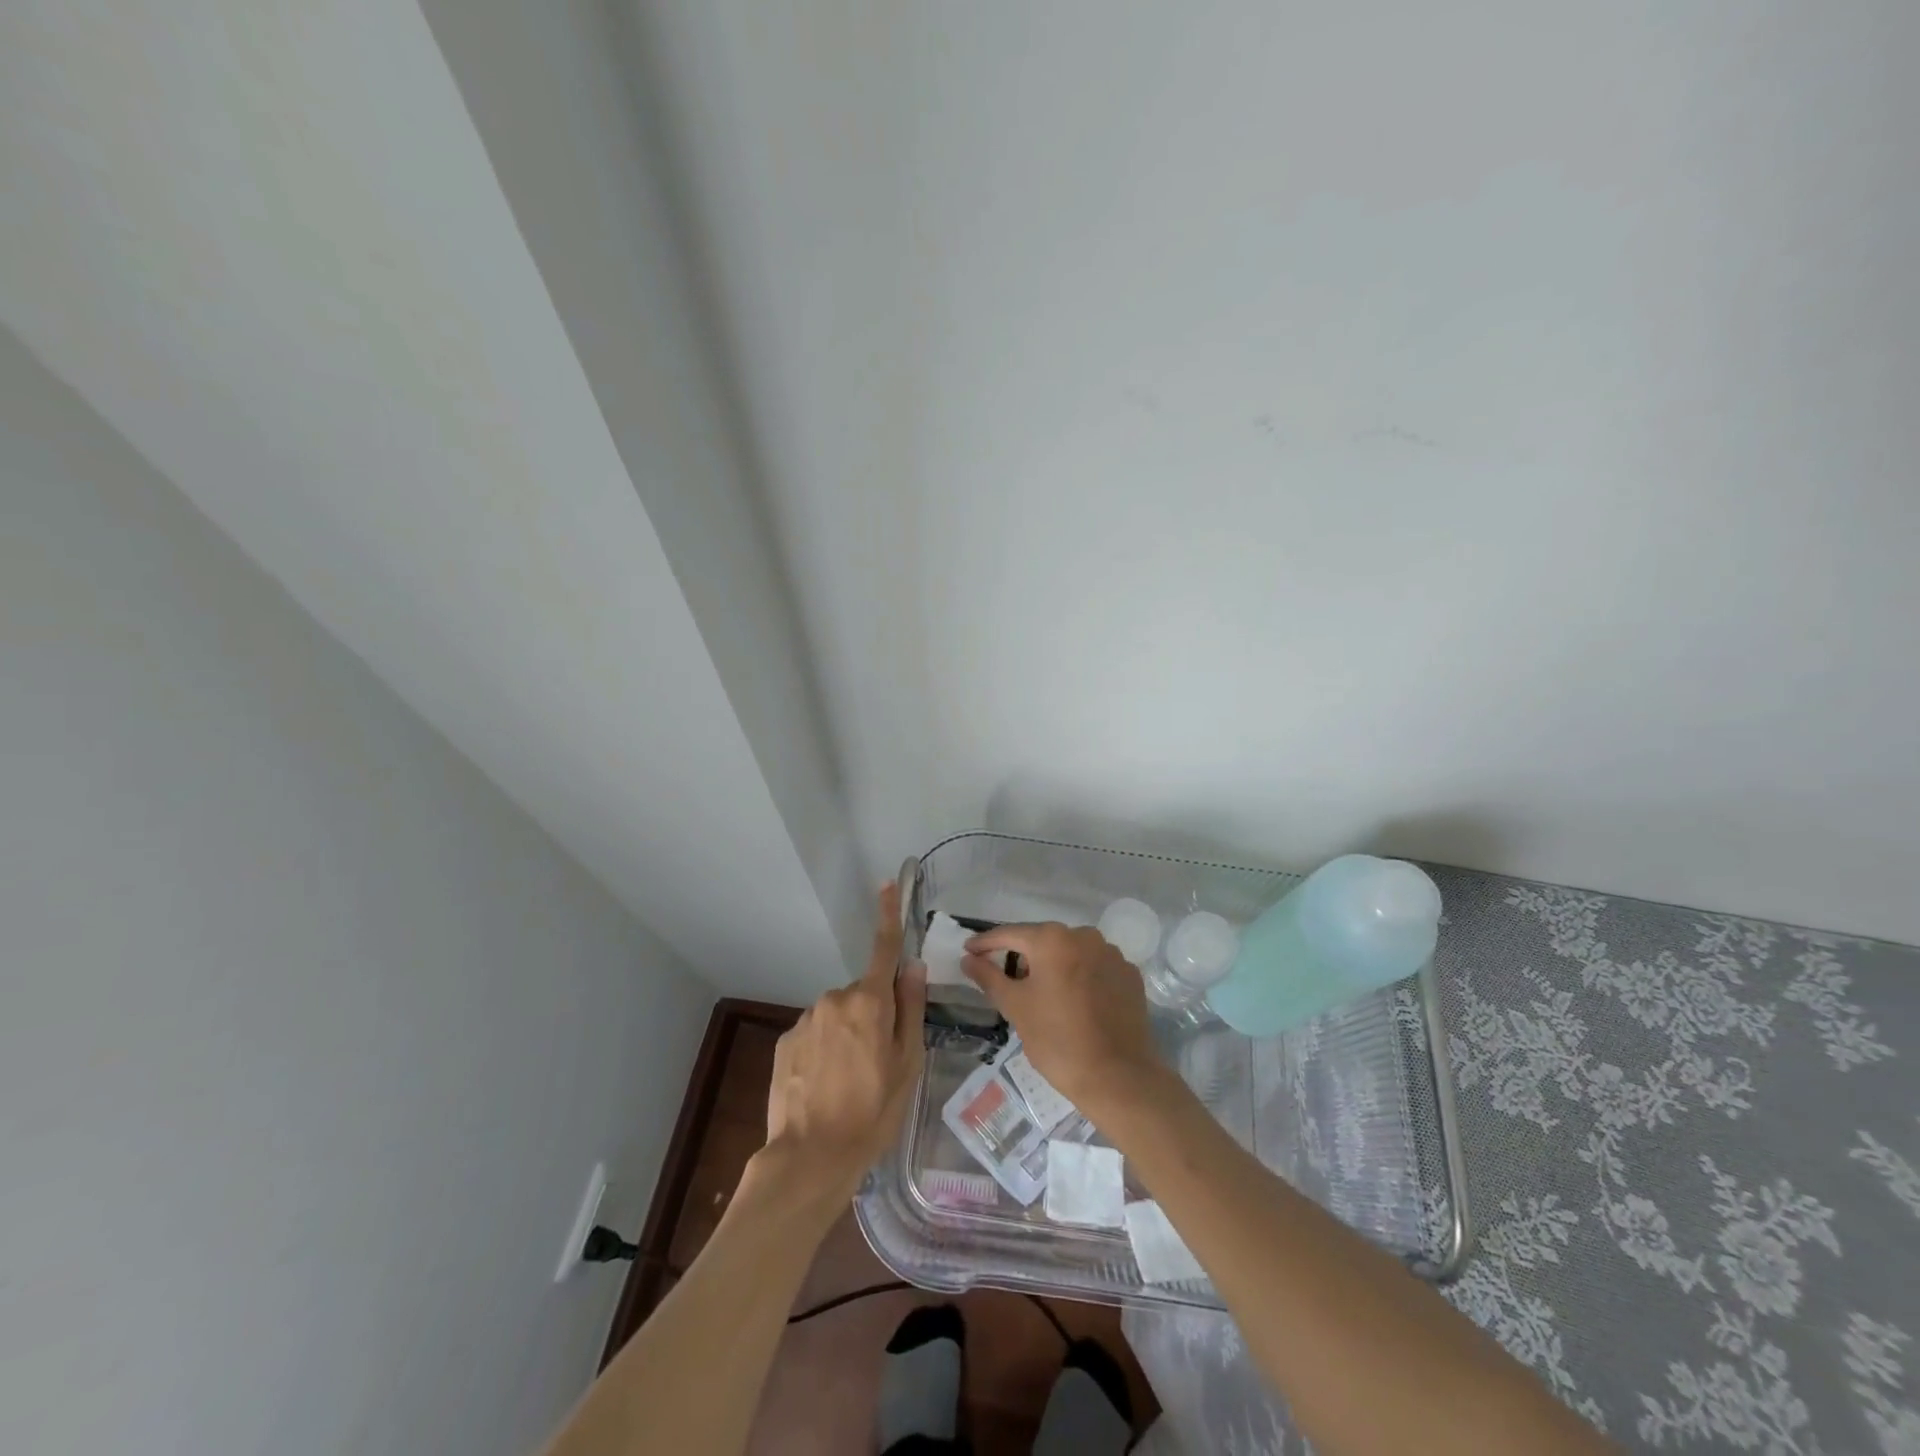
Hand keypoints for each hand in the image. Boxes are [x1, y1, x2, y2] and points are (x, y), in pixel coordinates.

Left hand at [758, 883, 926, 1204]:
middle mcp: (834, 999)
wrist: (810, 1157)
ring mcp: (805, 1019)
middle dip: (872, 1011)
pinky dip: (823, 1048)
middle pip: (862, 992)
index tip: (889, 883)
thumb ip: (911, 1009)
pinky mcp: (784, 1040)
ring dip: (846, 1032)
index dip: (889, 914)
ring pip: (837, 1014)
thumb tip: (913, 966)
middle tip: (879, 1058)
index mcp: (869, 1002)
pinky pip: (814, 1032)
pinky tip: (825, 1083)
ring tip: (850, 1079)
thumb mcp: (907, 1064)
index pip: (883, 948)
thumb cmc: (872, 1113)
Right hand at [961, 922, 1161, 1111]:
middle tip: (1005, 978)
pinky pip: (1094, 967)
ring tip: (1042, 993)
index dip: (985, 943)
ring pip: (1071, 952)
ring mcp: (1111, 954)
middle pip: (1043, 940)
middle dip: (1022, 956)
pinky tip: (1074, 1001)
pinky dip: (1079, 976)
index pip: (1010, 934)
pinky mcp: (1129, 974)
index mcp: (1053, 939)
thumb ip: (989, 977)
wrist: (1118, 1077)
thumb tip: (968, 959)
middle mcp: (1084, 936)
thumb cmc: (1058, 1041)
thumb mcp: (1015, 1007)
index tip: (968, 951)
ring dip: (1053, 965)